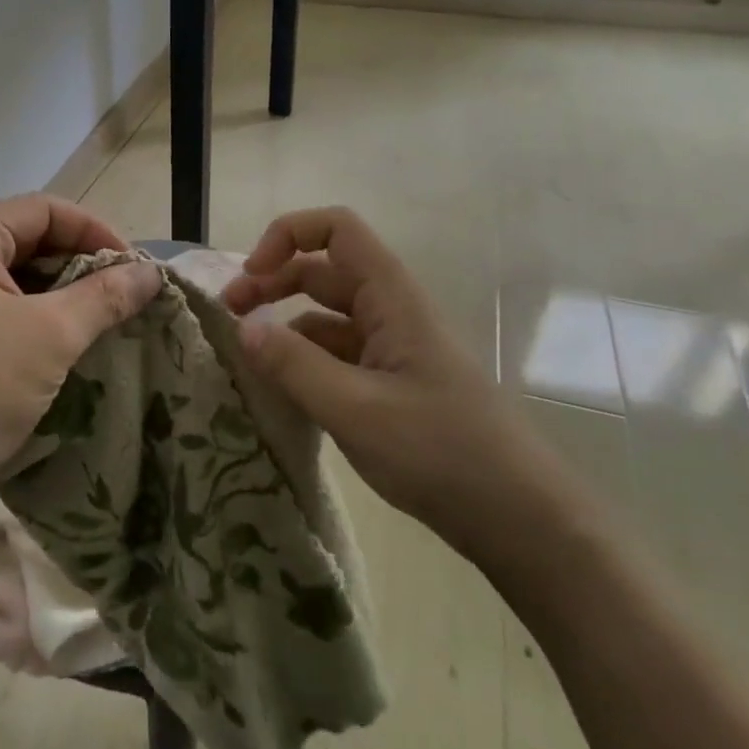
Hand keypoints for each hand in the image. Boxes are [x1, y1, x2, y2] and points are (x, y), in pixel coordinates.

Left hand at [0, 194, 159, 534]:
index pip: (43, 208)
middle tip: (121, 294)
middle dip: (79, 260)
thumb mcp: (51, 337)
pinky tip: (62, 339)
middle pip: (27, 237)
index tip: (132, 267)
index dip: (94, 229)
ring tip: (99, 318)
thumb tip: (151, 272)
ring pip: (14, 273)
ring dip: (60, 289)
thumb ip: (105, 296)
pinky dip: (35, 313)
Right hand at [224, 207, 575, 569]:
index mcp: (391, 298)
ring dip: (284, 324)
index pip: (337, 229)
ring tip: (246, 357)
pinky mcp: (392, 384)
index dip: (287, 236)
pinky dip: (304, 361)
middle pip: (322, 271)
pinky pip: (337, 355)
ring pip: (326, 317)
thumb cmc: (441, 452)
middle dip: (272, 281)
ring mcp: (393, 349)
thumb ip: (293, 364)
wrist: (519, 518)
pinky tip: (281, 389)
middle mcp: (391, 312)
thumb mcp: (355, 409)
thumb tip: (242, 327)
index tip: (251, 276)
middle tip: (229, 315)